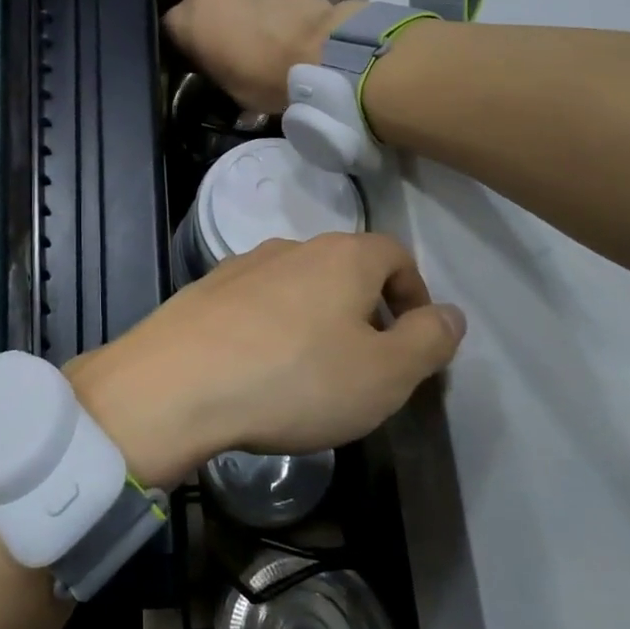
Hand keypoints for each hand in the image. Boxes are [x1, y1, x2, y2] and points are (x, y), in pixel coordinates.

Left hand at [68, 234, 464, 489]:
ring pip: (297, 285)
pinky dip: (270, 327)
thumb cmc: (296, 378)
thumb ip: (428, 341)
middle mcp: (291, 247)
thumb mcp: (385, 374)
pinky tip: (259, 367)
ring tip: (311, 372)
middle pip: (344, 268)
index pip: (395, 255)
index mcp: (342, 255)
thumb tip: (451, 313)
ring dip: (315, 319)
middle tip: (366, 364)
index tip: (413, 340)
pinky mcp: (205, 290)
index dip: (414, 294)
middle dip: (364, 309)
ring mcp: (241, 265)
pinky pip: (255, 303)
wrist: (178, 381)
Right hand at [163, 0, 363, 113]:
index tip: (202, 60)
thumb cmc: (264, 77)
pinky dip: (261, 1)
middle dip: (210, 21)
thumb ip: (213, 69)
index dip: (186, 45)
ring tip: (260, 31)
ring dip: (236, 8)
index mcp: (184, 20)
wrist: (318, 48)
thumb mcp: (228, 88)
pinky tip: (279, 20)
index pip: (171, 30)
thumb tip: (219, 66)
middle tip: (230, 45)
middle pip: (198, 5)